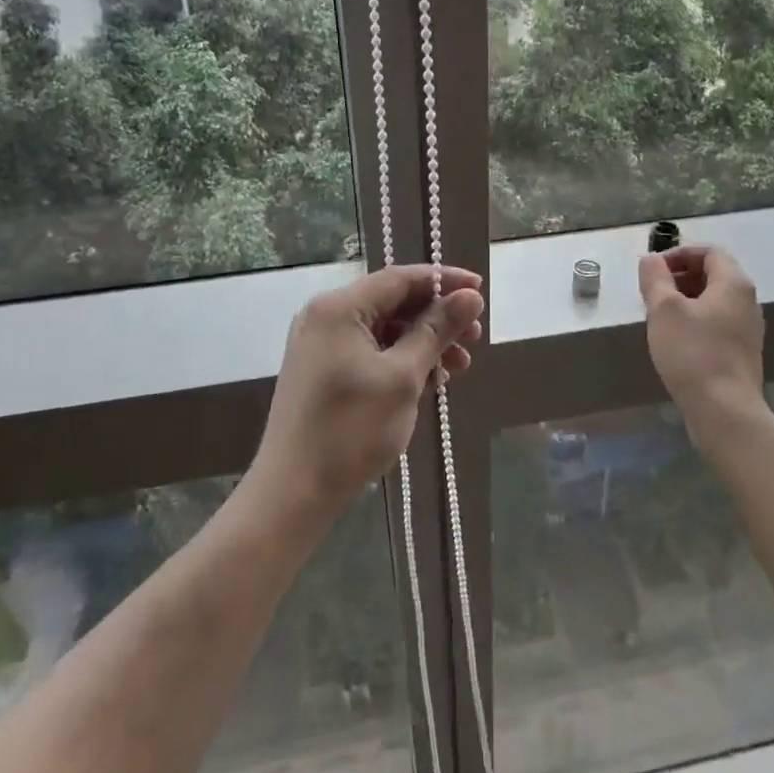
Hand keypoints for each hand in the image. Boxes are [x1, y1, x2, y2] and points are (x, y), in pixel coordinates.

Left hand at [252, 264, 484, 518]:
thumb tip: (470, 297)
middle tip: (475, 336)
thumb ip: (437, 331)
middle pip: (392, 303)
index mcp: (338, 307)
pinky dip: (401, 360)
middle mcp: (325, 316)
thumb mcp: (403, 377)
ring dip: (424, 343)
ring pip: (384, 329)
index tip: (480, 290)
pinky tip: (431, 379)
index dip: (443, 281)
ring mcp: (321, 345)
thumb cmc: (351, 430)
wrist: (293, 493)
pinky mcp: (322, 371)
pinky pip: (370, 351)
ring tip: (459, 366)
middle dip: (437, 318)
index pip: (399, 278)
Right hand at [638, 246, 767, 448]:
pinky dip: (695, 321)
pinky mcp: (742, 353)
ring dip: (685, 300)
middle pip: (713, 275)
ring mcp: (748, 330)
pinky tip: (675, 340)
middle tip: (652, 292)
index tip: (653, 269)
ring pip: (714, 301)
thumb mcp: (664, 309)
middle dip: (680, 276)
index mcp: (734, 284)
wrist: (724, 411)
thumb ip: (655, 278)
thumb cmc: (693, 352)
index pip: (710, 252)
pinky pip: (717, 324)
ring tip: (658, 316)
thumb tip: (651, 259)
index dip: (679, 254)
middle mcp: (748, 302)